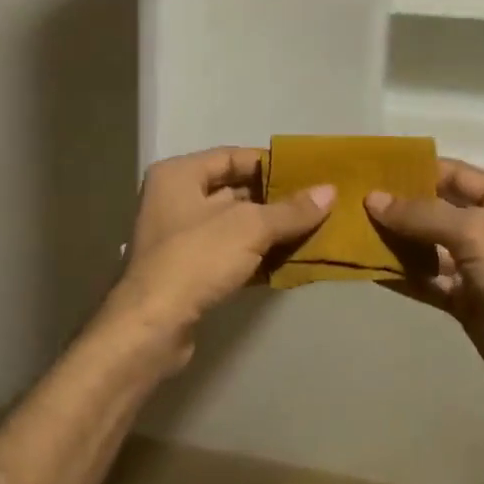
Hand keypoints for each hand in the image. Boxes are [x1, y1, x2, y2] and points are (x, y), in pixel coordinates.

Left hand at [104, 147, 333, 369]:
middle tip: (316, 204)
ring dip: (268, 230)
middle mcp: (173, 199)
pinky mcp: (186, 271)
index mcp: (178, 175)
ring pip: (232, 225)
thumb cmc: (196, 258)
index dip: (269, 164)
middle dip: (273, 200)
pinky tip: (287, 261)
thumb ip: (290, 210)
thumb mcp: (250, 227)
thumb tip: (330, 191)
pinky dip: (255, 255)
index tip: (306, 174)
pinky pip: (228, 253)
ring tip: (311, 231)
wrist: (153, 326)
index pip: (231, 156)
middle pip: (232, 191)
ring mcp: (178, 237)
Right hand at [367, 159, 483, 450]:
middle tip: (350, 199)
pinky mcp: (465, 300)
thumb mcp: (477, 233)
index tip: (368, 168)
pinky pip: (426, 278)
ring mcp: (479, 266)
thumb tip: (373, 199)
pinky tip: (366, 265)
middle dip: (398, 205)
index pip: (454, 173)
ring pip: (427, 245)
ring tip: (349, 229)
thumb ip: (423, 214)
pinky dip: (400, 272)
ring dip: (394, 239)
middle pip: (437, 208)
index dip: (413, 169)